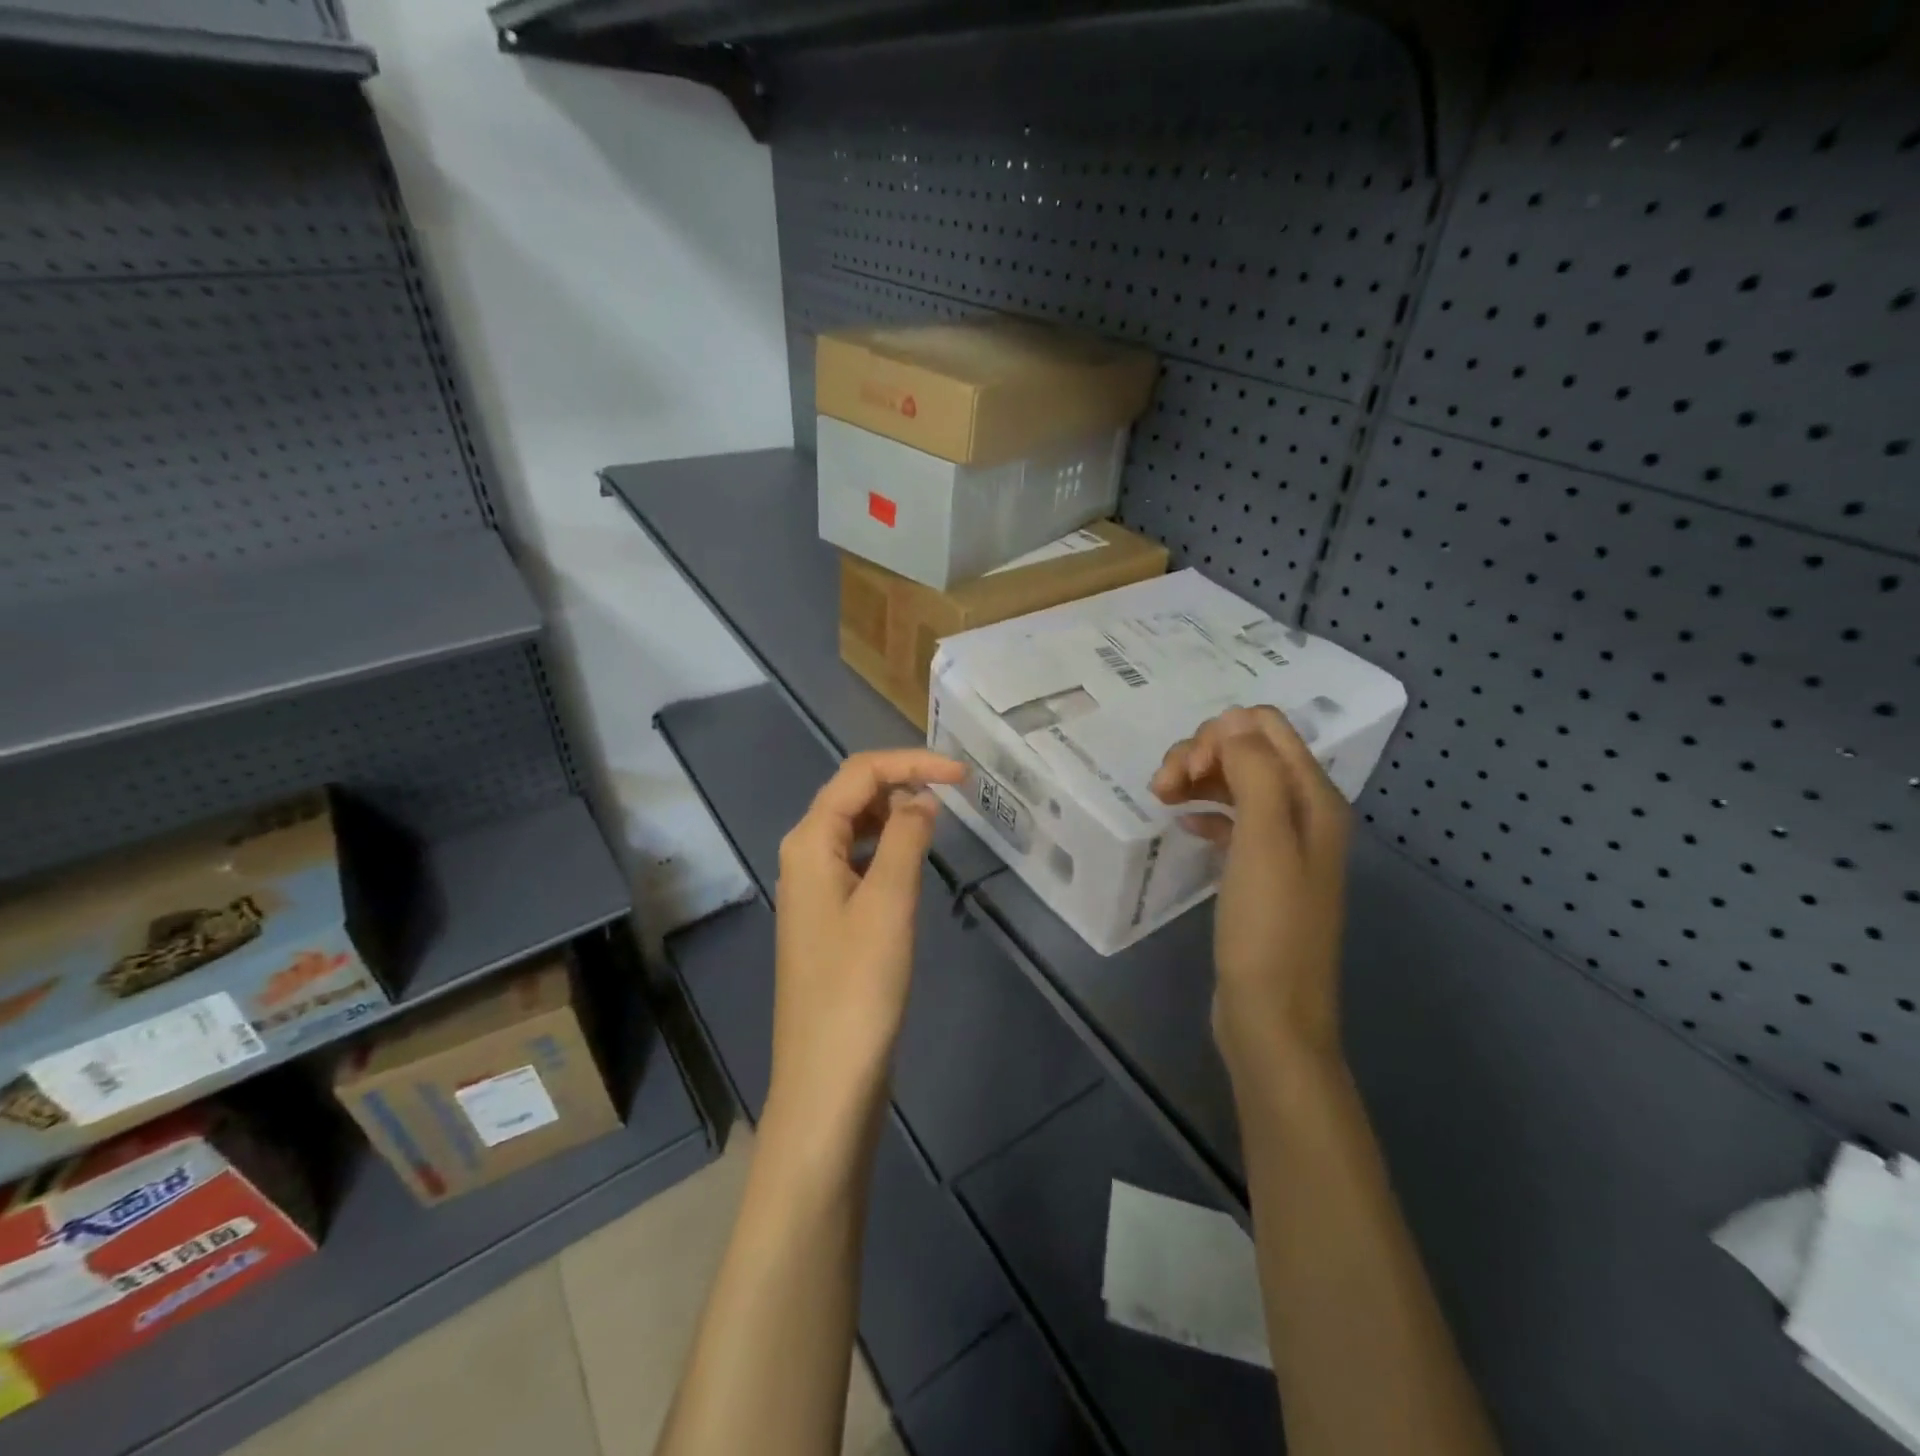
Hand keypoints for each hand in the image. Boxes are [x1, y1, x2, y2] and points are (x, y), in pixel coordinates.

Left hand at [769, 749, 965, 1131]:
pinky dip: (889, 847)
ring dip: (896, 813)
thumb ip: (905, 837)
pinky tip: (914, 860)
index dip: (912, 762)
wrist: (828, 1077)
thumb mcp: (889, 902)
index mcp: (810, 842)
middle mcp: (805, 855)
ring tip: (940, 819)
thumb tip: (920, 798)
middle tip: (956, 793)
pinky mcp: (830, 916)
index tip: (963, 775)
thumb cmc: (859, 986)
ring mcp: (815, 887)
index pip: (859, 774)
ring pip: (856, 827)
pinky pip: (860, 860)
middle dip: (902, 781)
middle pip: (853, 794)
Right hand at [1150, 706, 1351, 1071]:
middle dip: (1200, 755)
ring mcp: (1282, 843)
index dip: (1219, 735)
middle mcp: (1304, 812)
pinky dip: (1204, 811)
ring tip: (1161, 800)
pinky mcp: (1259, 870)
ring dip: (1197, 779)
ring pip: (1235, 782)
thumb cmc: (1268, 927)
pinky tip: (1182, 825)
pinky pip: (1230, 818)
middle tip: (1162, 788)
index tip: (1185, 772)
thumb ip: (1254, 771)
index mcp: (1314, 798)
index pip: (1267, 728)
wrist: (1271, 1015)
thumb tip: (1232, 719)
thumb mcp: (1263, 840)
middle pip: (1248, 750)